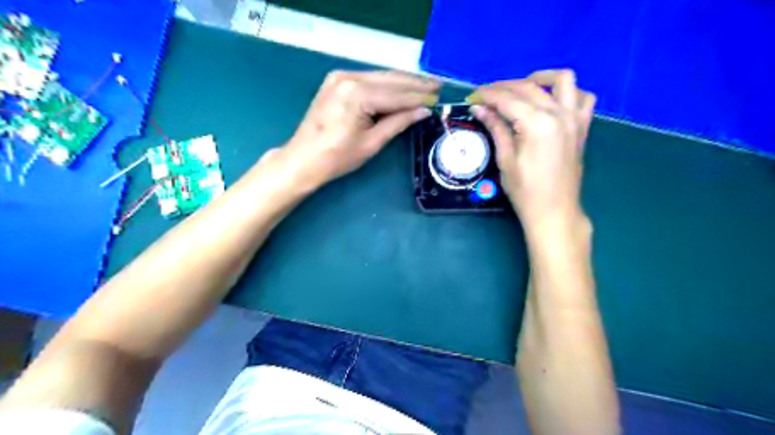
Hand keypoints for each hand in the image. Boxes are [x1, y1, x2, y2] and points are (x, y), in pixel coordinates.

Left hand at [281, 69, 437, 188]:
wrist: (304, 159)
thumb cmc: (338, 157)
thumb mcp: (372, 143)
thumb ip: (398, 122)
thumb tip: (423, 111)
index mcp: (358, 94)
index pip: (397, 95)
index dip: (420, 98)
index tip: (439, 97)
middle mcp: (349, 77)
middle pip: (390, 79)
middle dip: (416, 84)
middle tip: (438, 86)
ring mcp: (341, 76)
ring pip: (381, 77)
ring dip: (403, 82)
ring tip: (426, 85)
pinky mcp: (337, 80)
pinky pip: (369, 79)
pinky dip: (387, 84)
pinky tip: (401, 87)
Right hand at [469, 68, 594, 230]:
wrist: (554, 210)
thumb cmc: (525, 191)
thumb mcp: (505, 160)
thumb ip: (496, 128)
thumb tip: (480, 108)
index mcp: (537, 124)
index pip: (508, 100)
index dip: (488, 95)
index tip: (473, 95)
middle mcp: (559, 114)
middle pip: (529, 87)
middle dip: (504, 87)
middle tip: (486, 94)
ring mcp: (575, 118)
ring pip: (563, 80)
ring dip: (541, 78)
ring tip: (522, 88)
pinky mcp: (582, 126)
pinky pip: (583, 97)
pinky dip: (568, 93)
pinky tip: (552, 101)